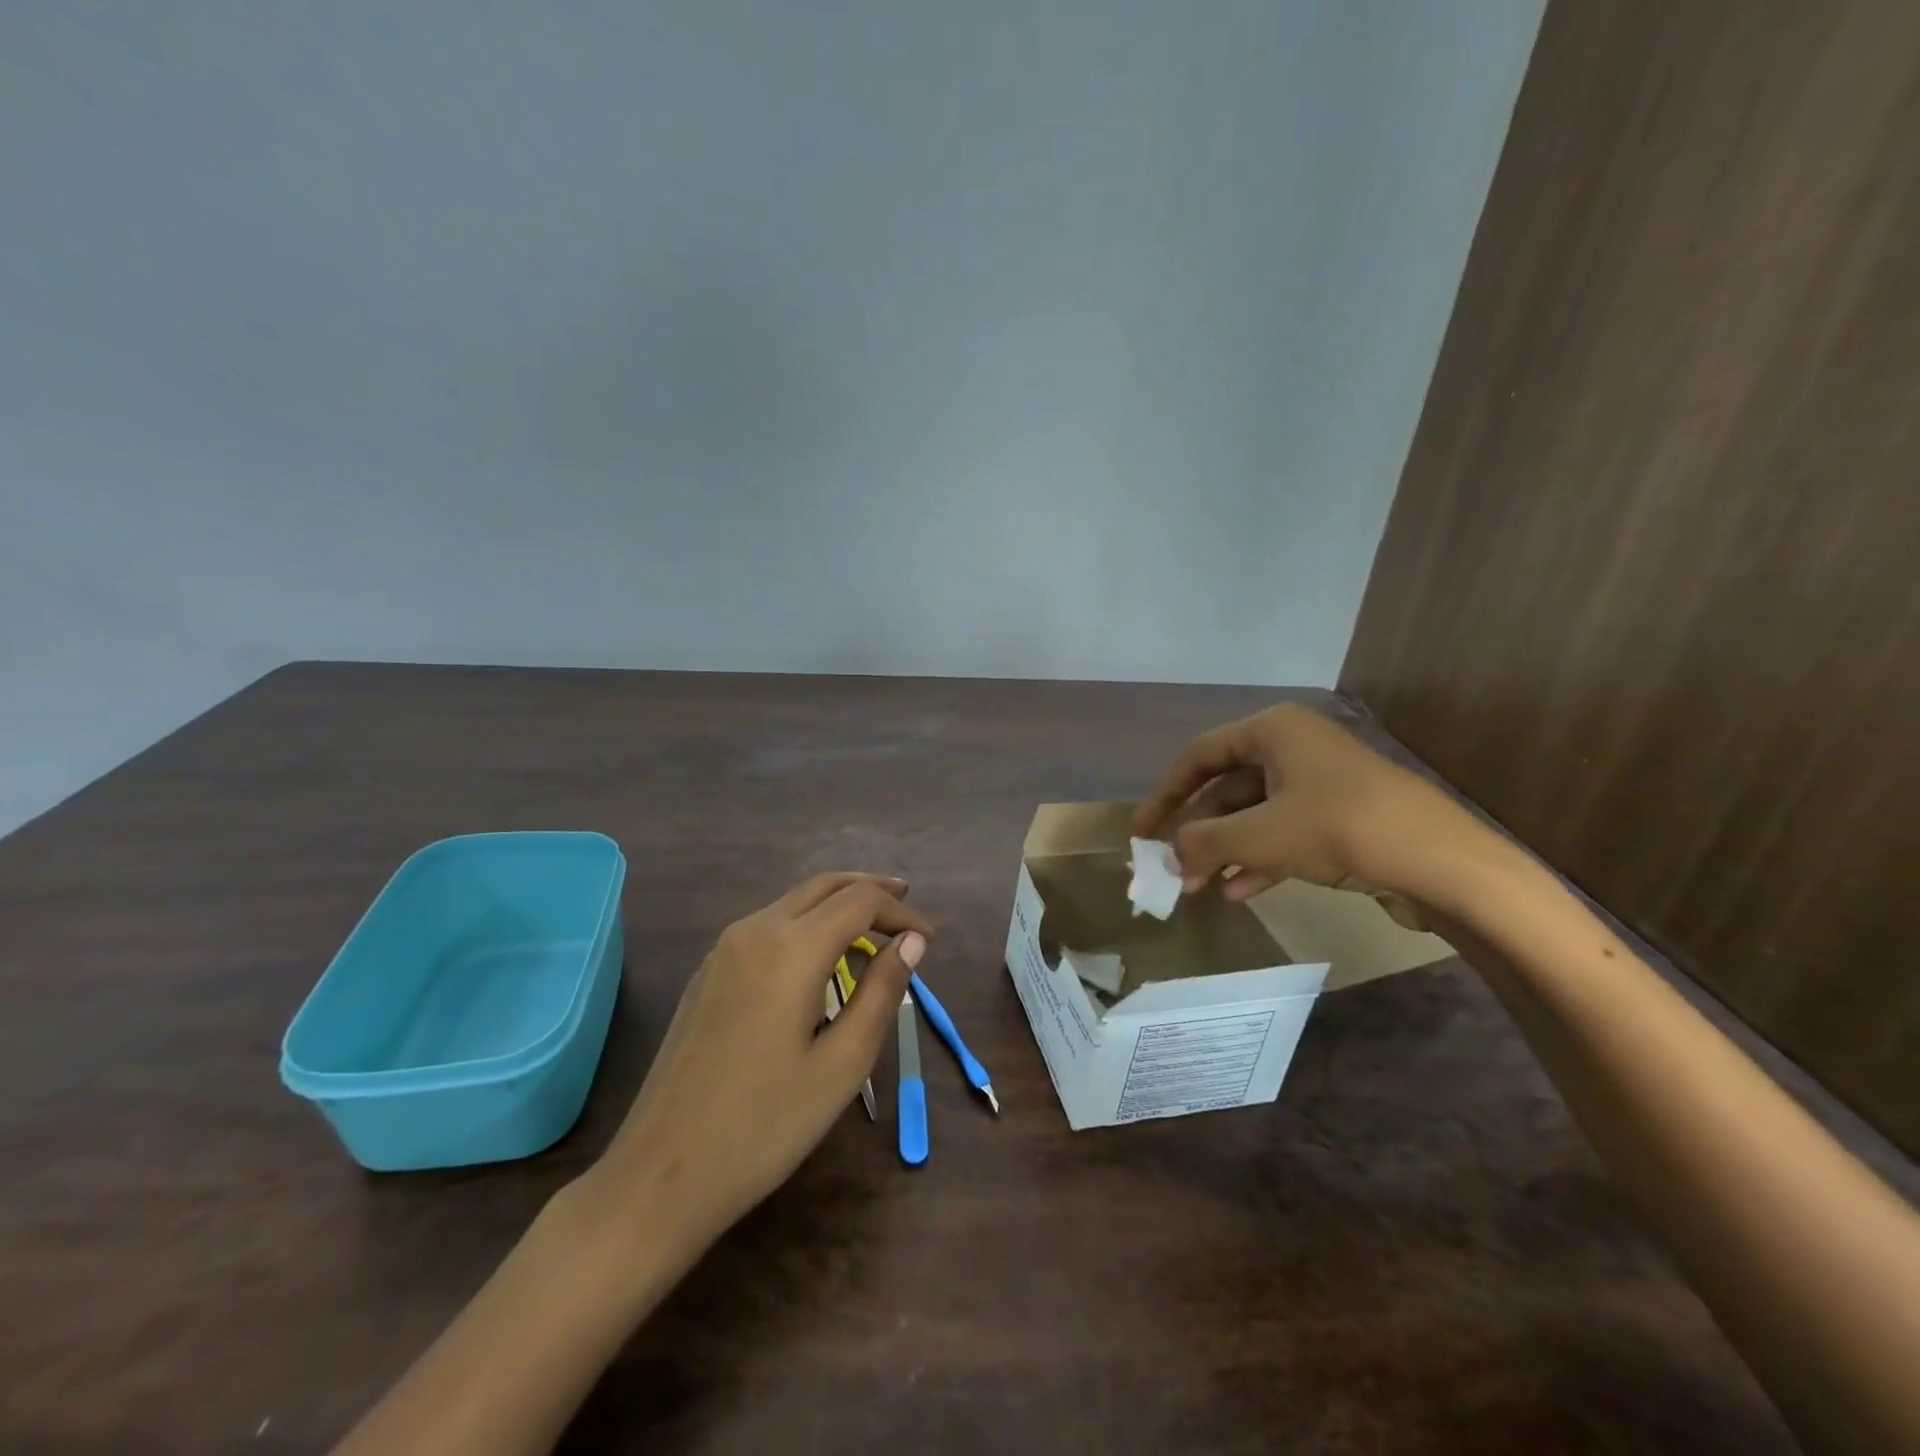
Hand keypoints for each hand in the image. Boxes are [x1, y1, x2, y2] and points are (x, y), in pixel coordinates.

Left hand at [579, 873, 929, 1255]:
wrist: (660, 1175)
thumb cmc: (764, 1124)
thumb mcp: (843, 1064)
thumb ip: (883, 992)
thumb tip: (913, 942)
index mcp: (791, 947)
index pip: (860, 901)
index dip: (900, 913)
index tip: (929, 941)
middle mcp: (755, 931)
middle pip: (824, 886)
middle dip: (870, 890)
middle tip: (906, 906)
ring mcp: (723, 950)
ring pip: (793, 902)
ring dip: (837, 906)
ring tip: (872, 932)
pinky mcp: (707, 973)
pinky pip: (768, 927)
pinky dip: (806, 925)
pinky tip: (819, 960)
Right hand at [1133, 703, 1489, 912]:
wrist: (1441, 862)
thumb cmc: (1336, 828)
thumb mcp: (1257, 836)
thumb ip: (1203, 841)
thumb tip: (1169, 854)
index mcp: (1272, 731)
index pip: (1200, 756)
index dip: (1166, 794)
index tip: (1142, 829)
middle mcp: (1295, 748)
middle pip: (1228, 788)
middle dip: (1199, 832)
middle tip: (1173, 868)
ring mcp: (1322, 783)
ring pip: (1256, 815)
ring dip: (1225, 851)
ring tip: (1199, 888)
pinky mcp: (1343, 817)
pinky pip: (1286, 834)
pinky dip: (1260, 859)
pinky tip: (1240, 893)